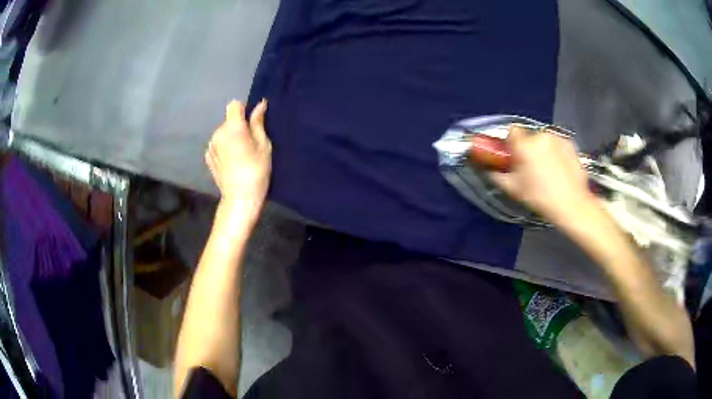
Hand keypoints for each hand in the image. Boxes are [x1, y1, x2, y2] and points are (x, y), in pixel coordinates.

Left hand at [205, 99, 270, 220]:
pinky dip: (224, 148)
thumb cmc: (257, 171)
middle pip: (228, 120)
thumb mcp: (264, 145)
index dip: (244, 109)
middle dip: (238, 126)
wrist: (240, 198)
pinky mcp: (208, 157)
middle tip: (250, 143)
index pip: (234, 105)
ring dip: (230, 137)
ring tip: (241, 154)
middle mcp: (218, 133)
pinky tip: (231, 162)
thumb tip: (260, 105)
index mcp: (232, 127)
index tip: (252, 121)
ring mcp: (211, 146)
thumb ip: (258, 123)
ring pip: (222, 133)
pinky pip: (217, 144)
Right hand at [488, 126, 594, 224]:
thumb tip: (488, 168)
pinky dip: (556, 152)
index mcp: (525, 144)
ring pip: (544, 140)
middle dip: (528, 148)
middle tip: (531, 168)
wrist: (572, 204)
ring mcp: (558, 138)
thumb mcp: (513, 189)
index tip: (514, 156)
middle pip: (529, 137)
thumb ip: (496, 175)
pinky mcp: (570, 144)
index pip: (512, 131)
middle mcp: (541, 135)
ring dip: (543, 150)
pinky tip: (560, 169)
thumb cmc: (540, 197)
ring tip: (548, 170)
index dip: (511, 142)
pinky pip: (557, 144)